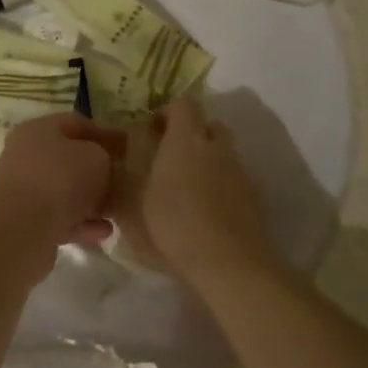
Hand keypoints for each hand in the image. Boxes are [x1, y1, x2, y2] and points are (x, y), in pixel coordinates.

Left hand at [0, 113, 123, 262]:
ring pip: (65, 191)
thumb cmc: (60, 180)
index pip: (77, 124)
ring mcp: (24, 191)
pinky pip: (60, 218)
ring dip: (91, 201)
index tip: (128, 146)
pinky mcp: (25, 222)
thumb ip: (104, 156)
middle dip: (98, 171)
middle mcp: (26, 156)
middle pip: (69, 160)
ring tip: (116, 210)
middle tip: (124, 181)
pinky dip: (81, 223)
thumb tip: (101, 166)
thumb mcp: (95, 157)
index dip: (106, 133)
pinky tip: (103, 232)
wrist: (20, 230)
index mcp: (37, 130)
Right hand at [114, 98, 275, 280]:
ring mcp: (240, 172)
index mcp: (185, 140)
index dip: (168, 112)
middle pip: (209, 125)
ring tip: (187, 191)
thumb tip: (113, 175)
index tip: (153, 132)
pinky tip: (207, 213)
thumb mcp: (131, 209)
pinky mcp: (255, 197)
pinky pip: (234, 180)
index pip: (184, 104)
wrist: (229, 264)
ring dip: (207, 162)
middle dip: (191, 135)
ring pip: (223, 153)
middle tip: (170, 158)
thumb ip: (120, 186)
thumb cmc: (173, 227)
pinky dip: (222, 187)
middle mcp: (216, 148)